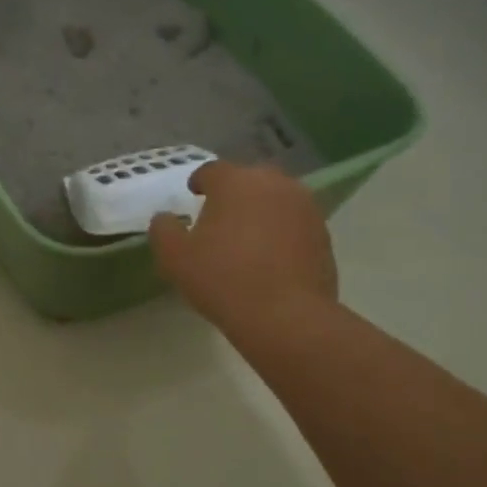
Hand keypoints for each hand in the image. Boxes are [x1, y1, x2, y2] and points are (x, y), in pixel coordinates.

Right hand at [148, 161, 337, 330]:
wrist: (286, 316)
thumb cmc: (223, 279)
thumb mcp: (174, 258)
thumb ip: (163, 230)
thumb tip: (165, 218)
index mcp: (235, 182)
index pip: (212, 170)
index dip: (200, 181)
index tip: (193, 194)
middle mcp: (274, 184)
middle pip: (249, 179)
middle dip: (234, 193)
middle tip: (220, 217)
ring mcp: (305, 208)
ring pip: (276, 199)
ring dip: (261, 211)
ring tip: (247, 237)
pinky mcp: (323, 234)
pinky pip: (294, 223)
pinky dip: (281, 231)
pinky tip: (270, 257)